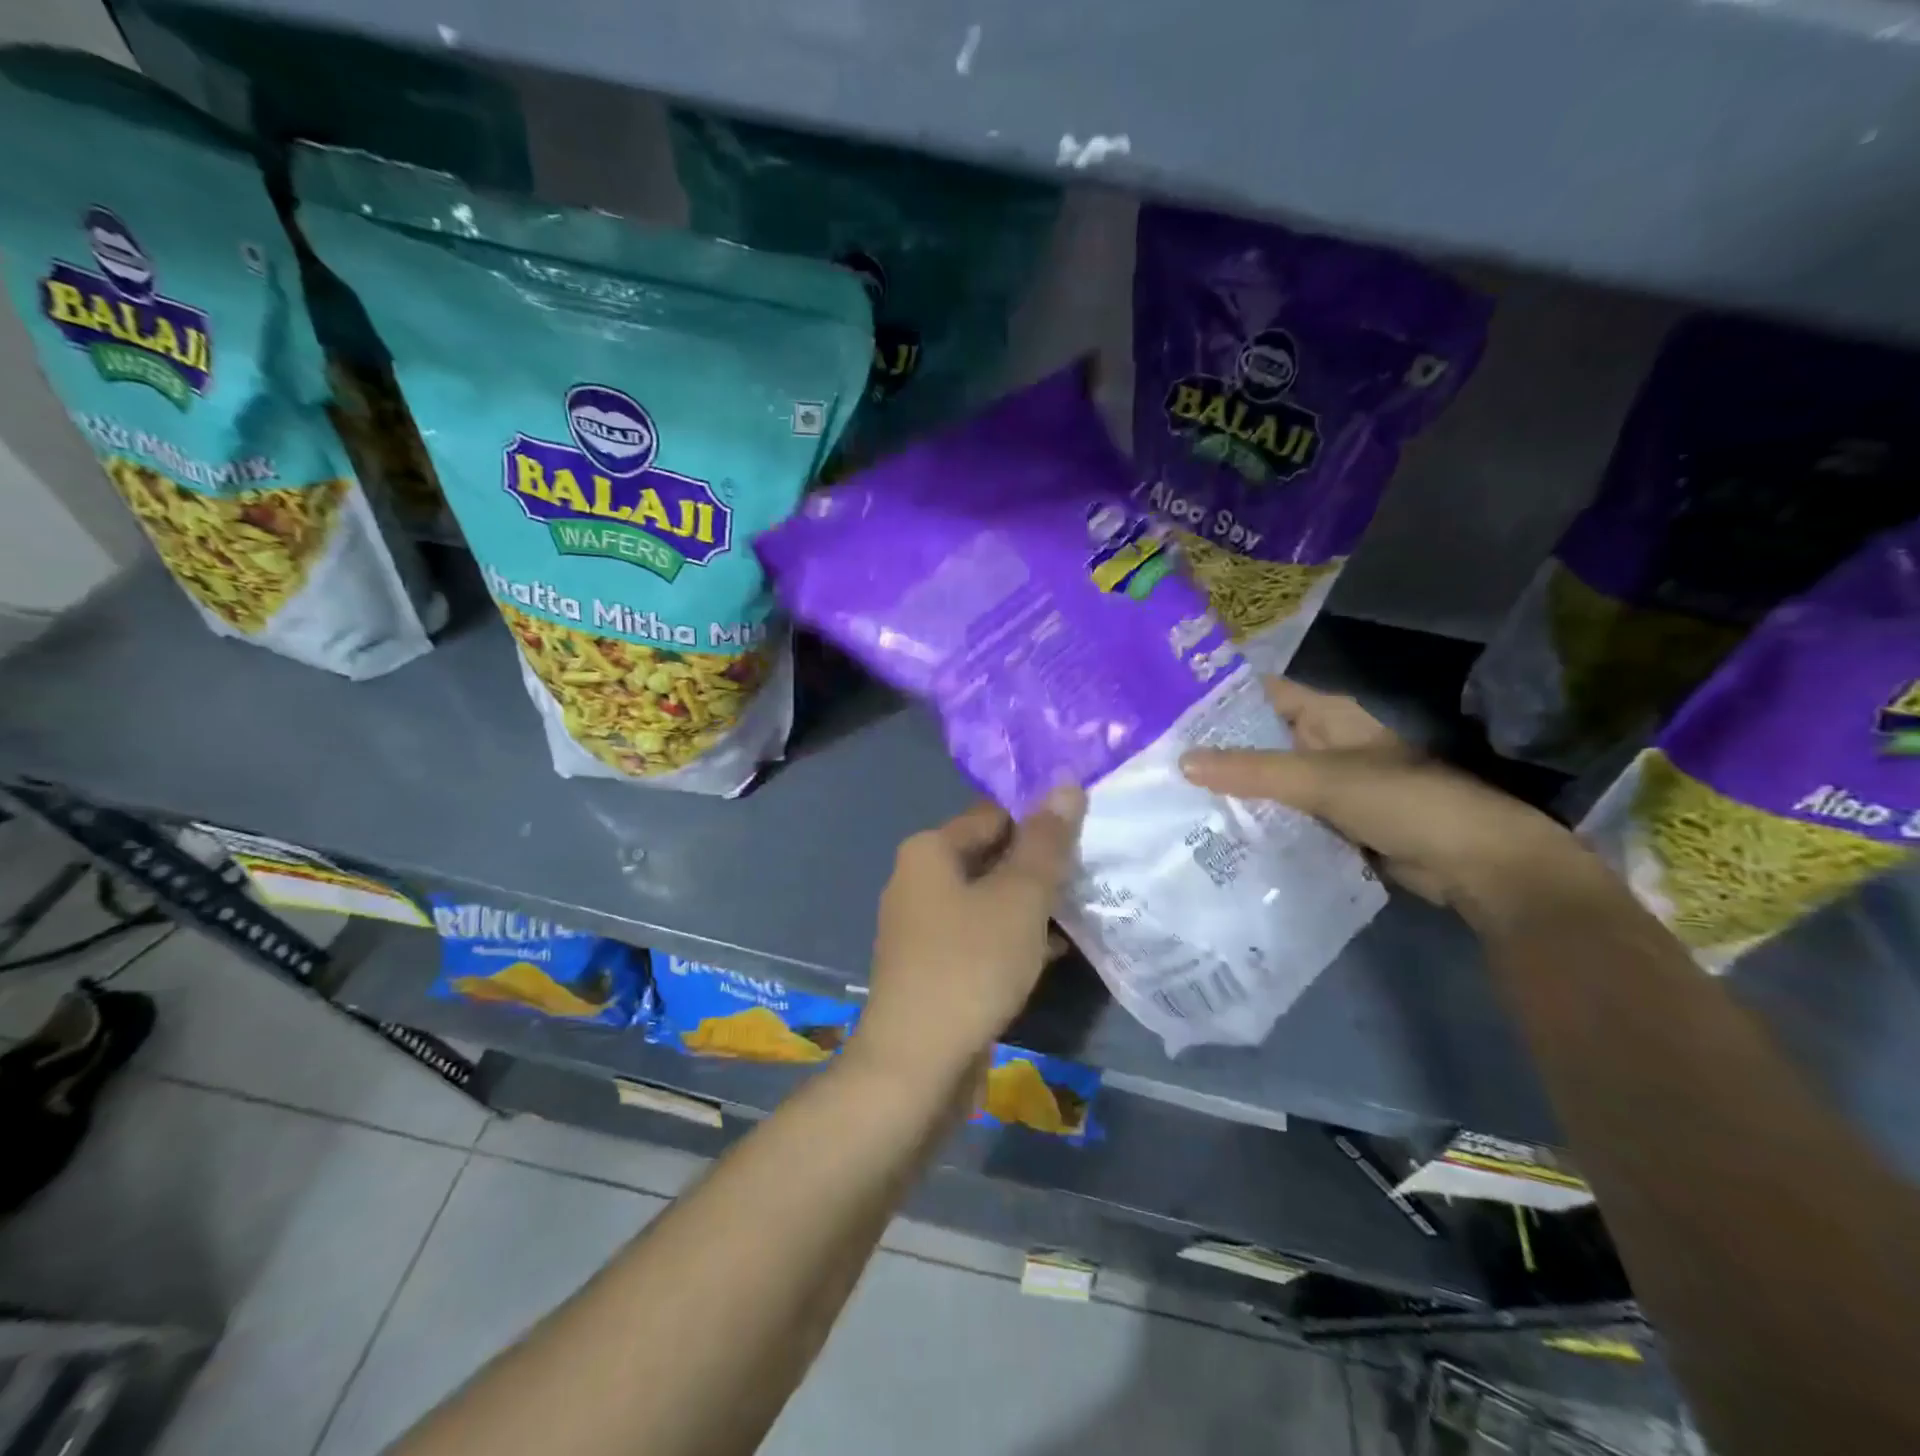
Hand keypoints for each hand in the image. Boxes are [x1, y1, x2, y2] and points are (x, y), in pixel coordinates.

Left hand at [857, 789, 1085, 1083]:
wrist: (917, 1065)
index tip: (1086, 833)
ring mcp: (923, 927)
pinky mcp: (934, 967)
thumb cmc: (970, 964)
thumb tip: (1067, 783)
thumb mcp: (1020, 897)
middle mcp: (919, 880)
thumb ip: (1046, 841)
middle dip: (1039, 864)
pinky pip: (982, 937)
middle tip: (1093, 869)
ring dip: (1031, 903)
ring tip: (1086, 905)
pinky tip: (1057, 949)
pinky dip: (1015, 937)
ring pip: (989, 900)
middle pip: (990, 856)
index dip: (1039, 819)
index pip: (993, 814)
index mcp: (929, 851)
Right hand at [1181, 679, 1600, 925]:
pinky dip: (1256, 821)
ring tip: (1171, 797)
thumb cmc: (1402, 800)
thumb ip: (1252, 771)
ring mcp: (1328, 785)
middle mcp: (1323, 743)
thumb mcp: (1320, 779)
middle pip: (1258, 739)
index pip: (1259, 694)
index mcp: (1326, 715)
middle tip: (1155, 761)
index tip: (1164, 710)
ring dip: (1232, 790)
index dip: (1216, 697)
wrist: (1474, 864)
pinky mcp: (1332, 823)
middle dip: (1214, 750)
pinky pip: (1283, 815)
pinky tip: (1215, 832)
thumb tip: (1181, 762)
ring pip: (1268, 781)